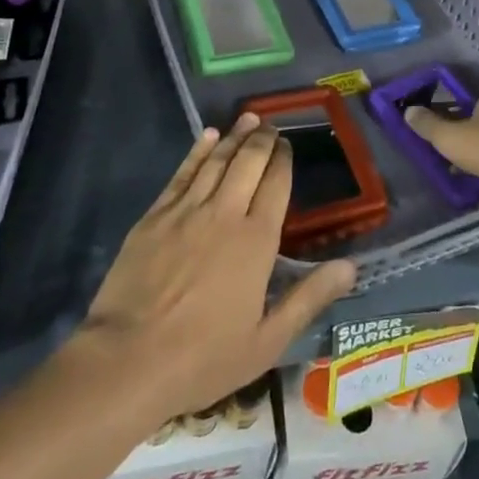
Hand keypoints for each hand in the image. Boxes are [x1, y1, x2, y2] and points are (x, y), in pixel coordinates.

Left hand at [78, 115, 356, 423]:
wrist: (127, 360)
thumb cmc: (203, 357)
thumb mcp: (266, 341)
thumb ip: (308, 298)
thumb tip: (351, 267)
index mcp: (257, 241)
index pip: (276, 185)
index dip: (284, 160)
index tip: (288, 145)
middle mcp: (226, 213)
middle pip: (249, 162)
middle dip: (263, 139)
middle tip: (270, 125)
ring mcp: (187, 211)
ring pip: (217, 161)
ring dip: (235, 136)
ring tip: (248, 118)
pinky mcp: (155, 215)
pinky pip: (183, 173)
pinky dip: (198, 150)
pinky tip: (207, 136)